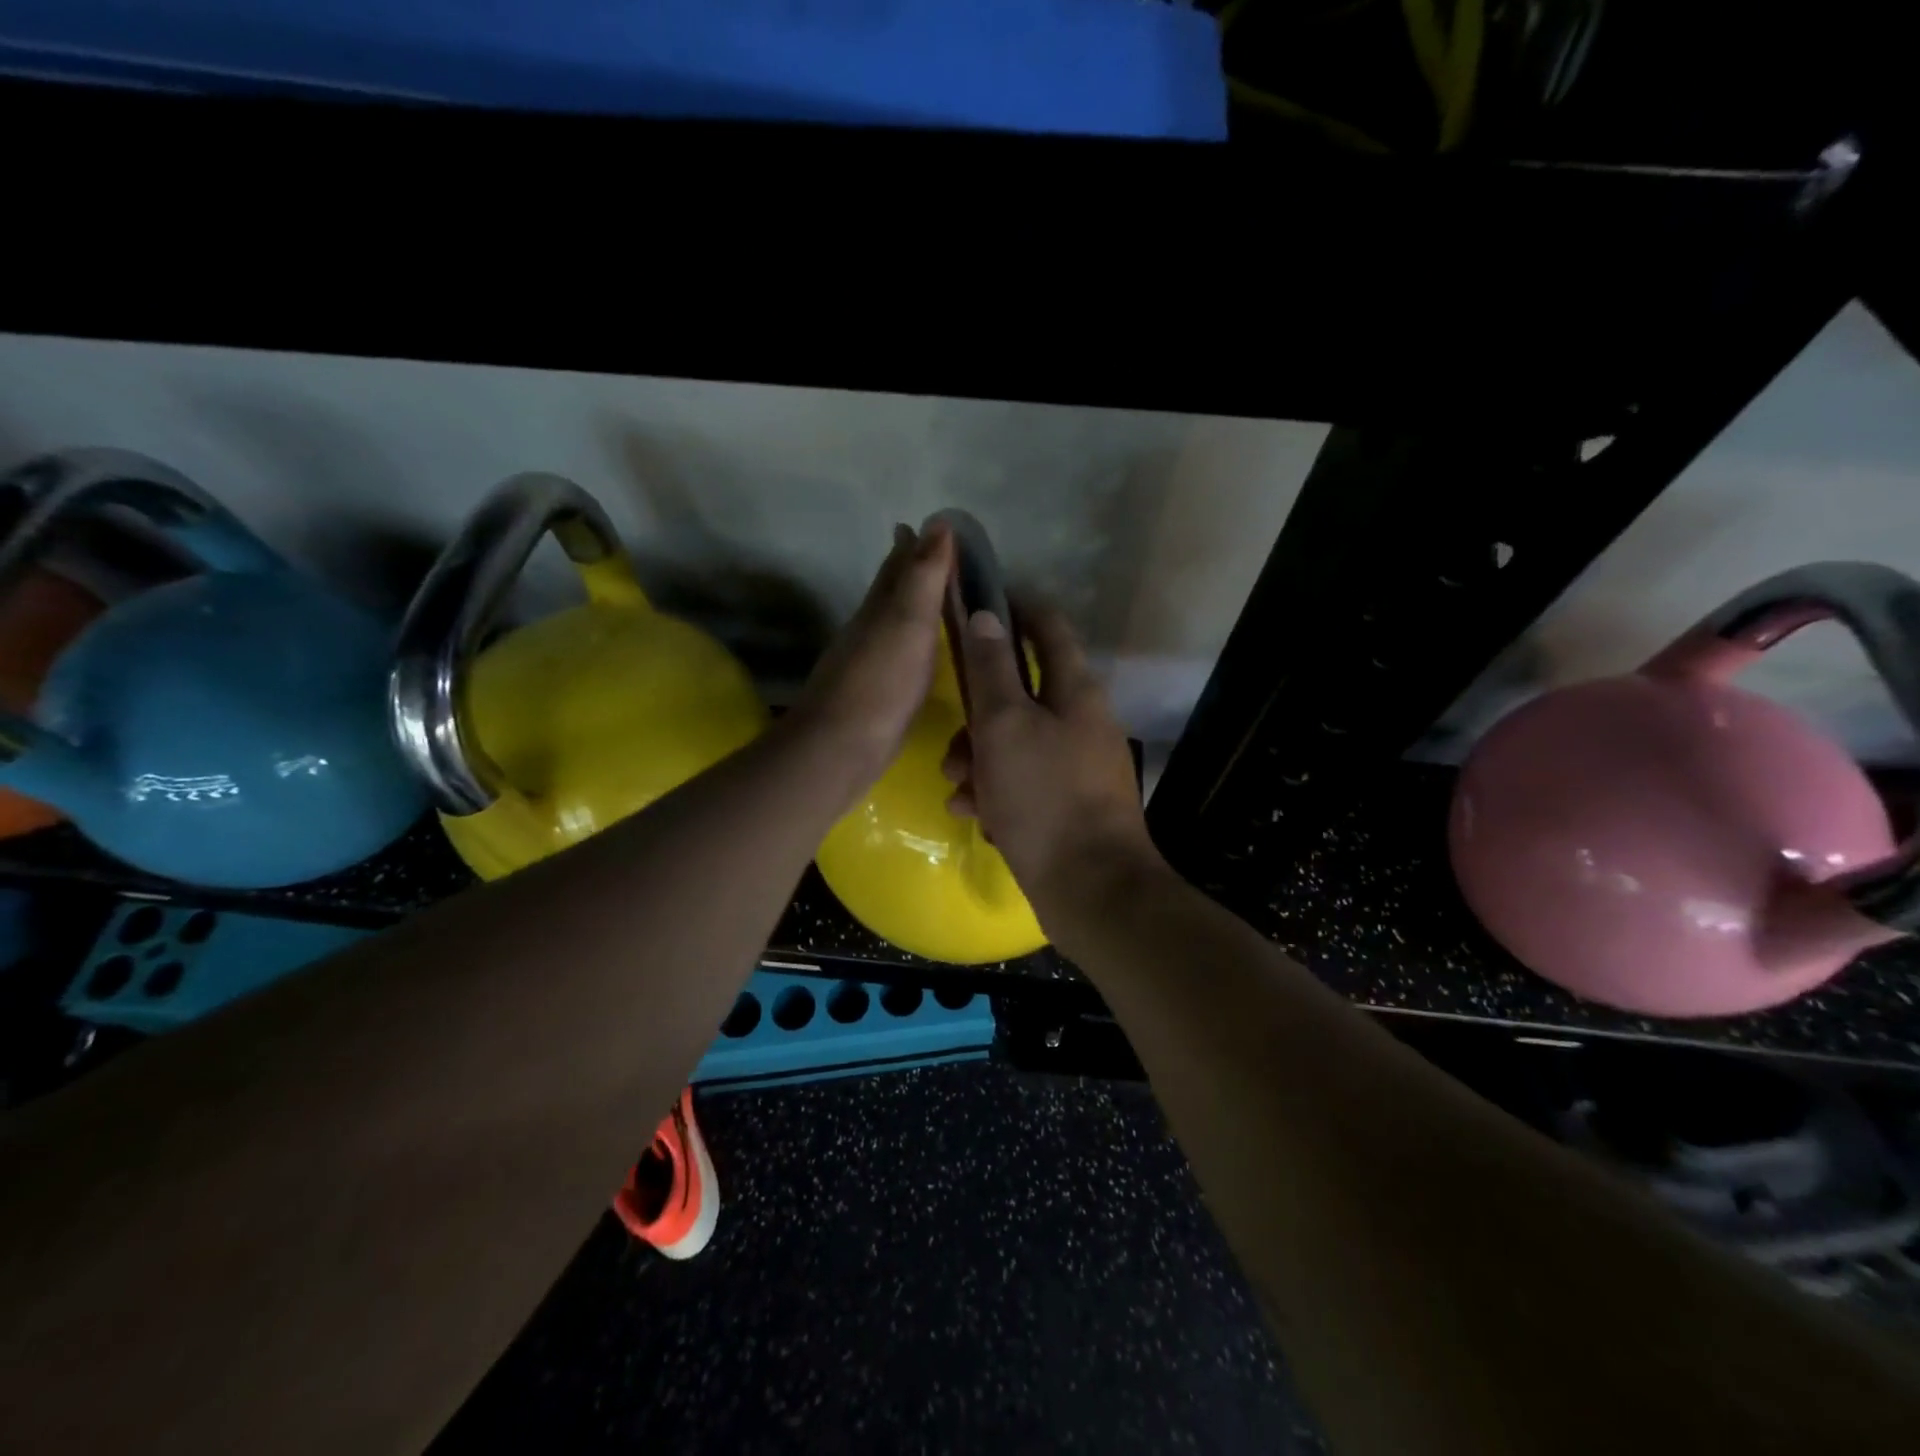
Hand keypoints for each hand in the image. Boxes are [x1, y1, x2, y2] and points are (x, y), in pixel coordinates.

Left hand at [788, 522, 953, 793]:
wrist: (841, 747)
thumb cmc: (880, 682)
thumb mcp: (907, 622)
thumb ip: (922, 576)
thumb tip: (937, 522)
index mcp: (879, 609)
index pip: (898, 567)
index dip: (914, 545)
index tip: (933, 524)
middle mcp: (870, 630)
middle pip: (890, 591)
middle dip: (909, 570)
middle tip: (931, 552)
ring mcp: (870, 664)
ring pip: (893, 624)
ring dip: (910, 607)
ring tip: (932, 599)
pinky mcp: (877, 696)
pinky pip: (899, 656)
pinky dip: (912, 644)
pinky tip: (918, 655)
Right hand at [941, 601, 1162, 921]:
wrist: (1091, 888)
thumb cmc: (1043, 796)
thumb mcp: (1005, 725)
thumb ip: (992, 669)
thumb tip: (986, 614)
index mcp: (1075, 690)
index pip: (1048, 626)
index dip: (1014, 607)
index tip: (975, 606)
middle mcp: (1082, 720)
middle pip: (1022, 693)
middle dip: (979, 714)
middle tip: (952, 743)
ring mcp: (1078, 764)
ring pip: (1017, 742)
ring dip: (981, 759)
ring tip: (958, 789)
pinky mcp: (1070, 804)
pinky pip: (1025, 782)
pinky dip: (998, 792)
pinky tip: (977, 816)